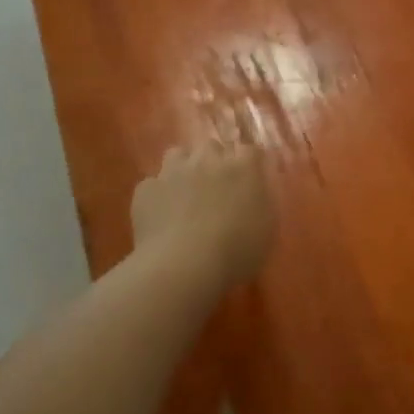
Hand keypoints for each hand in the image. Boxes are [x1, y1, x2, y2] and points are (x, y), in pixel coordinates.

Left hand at [132, 141, 275, 286]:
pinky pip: (153, 184)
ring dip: (183, 168)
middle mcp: (208, 159)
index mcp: (243, 168)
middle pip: (212, 147)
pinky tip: (161, 215)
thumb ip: (262, 202)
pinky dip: (158, 195)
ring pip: (178, 155)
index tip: (248, 180)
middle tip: (216, 188)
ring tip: (185, 193)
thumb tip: (255, 192)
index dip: (248, 163)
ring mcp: (174, 171)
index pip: (250, 150)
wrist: (183, 266)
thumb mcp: (266, 229)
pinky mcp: (146, 189)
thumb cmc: (236, 252)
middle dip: (214, 162)